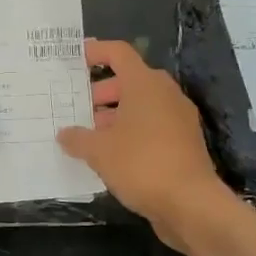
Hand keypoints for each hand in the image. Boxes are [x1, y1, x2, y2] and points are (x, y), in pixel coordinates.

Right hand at [57, 39, 231, 250]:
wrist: (191, 204)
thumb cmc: (141, 164)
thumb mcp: (99, 151)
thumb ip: (77, 138)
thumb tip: (64, 134)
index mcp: (145, 84)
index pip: (119, 53)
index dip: (96, 52)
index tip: (75, 58)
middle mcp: (165, 94)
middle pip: (129, 80)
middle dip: (101, 92)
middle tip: (77, 109)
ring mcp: (179, 118)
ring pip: (141, 105)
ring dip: (115, 115)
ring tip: (90, 136)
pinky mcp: (185, 142)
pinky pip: (152, 126)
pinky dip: (131, 132)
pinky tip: (112, 155)